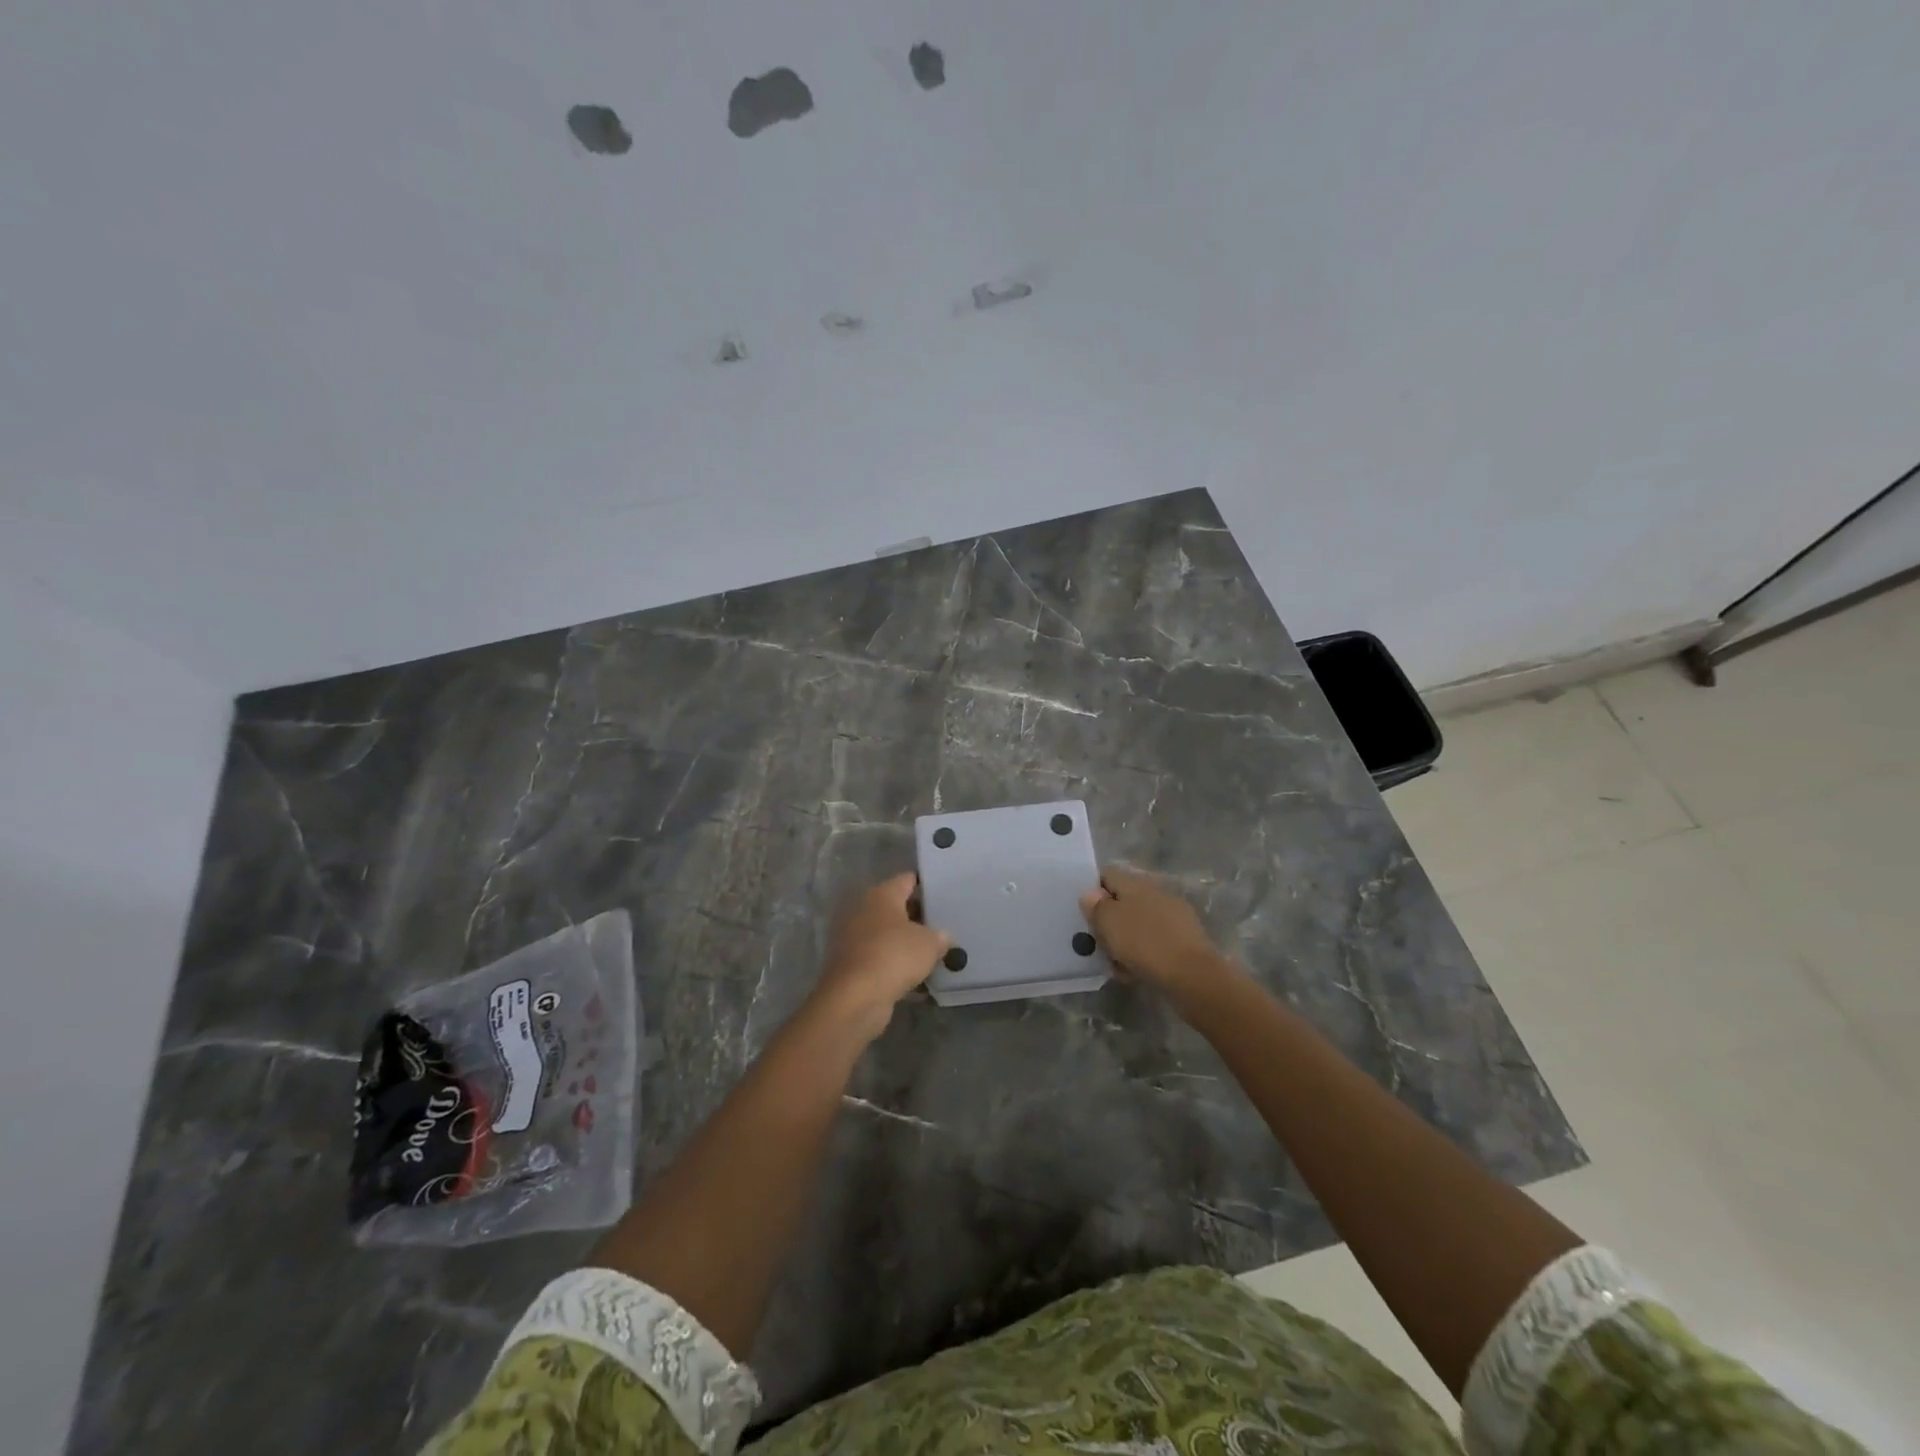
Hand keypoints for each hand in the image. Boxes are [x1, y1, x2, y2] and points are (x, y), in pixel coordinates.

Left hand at [810, 874, 951, 1041]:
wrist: (855, 998)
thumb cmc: (894, 956)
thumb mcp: (930, 944)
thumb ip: (941, 937)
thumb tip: (943, 937)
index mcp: (881, 894)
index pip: (908, 880)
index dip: (927, 886)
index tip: (946, 896)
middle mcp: (862, 909)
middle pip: (896, 908)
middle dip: (918, 918)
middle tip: (943, 927)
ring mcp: (852, 937)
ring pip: (887, 935)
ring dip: (905, 945)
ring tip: (933, 955)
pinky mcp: (849, 964)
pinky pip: (879, 959)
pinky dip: (894, 966)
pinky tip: (916, 980)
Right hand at [1079, 865, 1230, 999]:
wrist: (1192, 975)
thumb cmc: (1144, 943)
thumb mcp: (1108, 922)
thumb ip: (1095, 905)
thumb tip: (1091, 893)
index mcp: (1136, 883)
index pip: (1108, 874)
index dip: (1094, 891)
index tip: (1086, 914)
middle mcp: (1156, 892)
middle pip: (1123, 901)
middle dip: (1110, 920)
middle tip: (1099, 942)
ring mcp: (1174, 914)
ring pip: (1139, 923)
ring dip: (1126, 939)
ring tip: (1116, 963)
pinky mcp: (1185, 938)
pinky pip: (1155, 940)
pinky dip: (1143, 952)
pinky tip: (1136, 971)